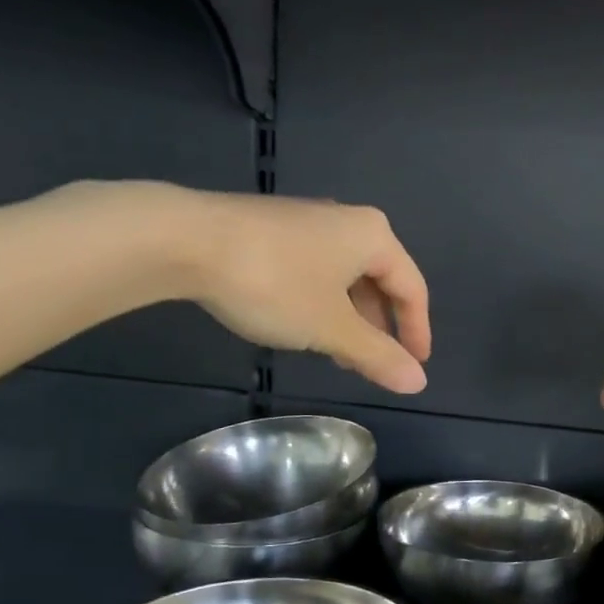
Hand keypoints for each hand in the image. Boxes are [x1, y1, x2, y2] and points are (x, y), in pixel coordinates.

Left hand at [178, 192, 431, 394]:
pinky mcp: (274, 228)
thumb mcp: (331, 328)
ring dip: (349, 319)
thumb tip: (418, 382)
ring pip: (345, 277)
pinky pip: (316, 269)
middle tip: (372, 365)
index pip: (412, 289)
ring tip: (337, 354)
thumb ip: (377, 356)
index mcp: (374, 236)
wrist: (185, 240)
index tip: (414, 367)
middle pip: (380, 281)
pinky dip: (321, 302)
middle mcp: (347, 221)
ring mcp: (308, 221)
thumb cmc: (275, 283)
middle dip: (379, 328)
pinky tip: (301, 325)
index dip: (416, 332)